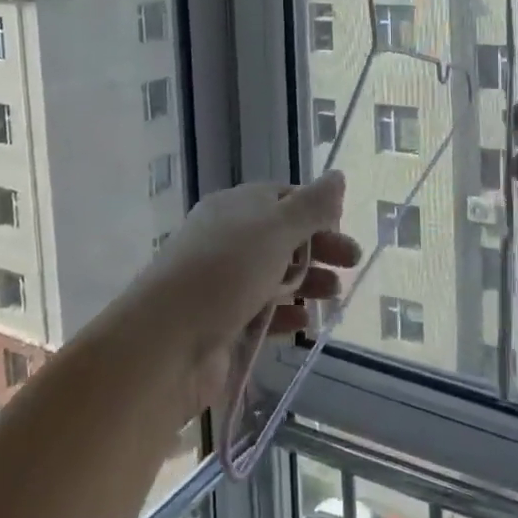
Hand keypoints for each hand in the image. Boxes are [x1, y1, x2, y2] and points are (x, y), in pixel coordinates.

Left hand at [134, 172, 357, 410]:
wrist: (165, 342)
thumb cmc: (224, 272)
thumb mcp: (275, 229)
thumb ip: (311, 206)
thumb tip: (338, 176)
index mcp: (236, 207)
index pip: (283, 198)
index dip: (316, 209)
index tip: (343, 225)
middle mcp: (229, 239)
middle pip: (284, 237)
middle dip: (320, 247)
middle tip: (351, 262)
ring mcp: (225, 283)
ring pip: (276, 276)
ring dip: (308, 282)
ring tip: (332, 296)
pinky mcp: (224, 323)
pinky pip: (263, 313)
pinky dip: (286, 315)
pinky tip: (303, 324)